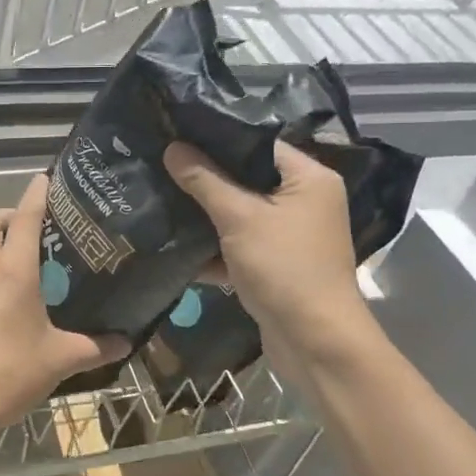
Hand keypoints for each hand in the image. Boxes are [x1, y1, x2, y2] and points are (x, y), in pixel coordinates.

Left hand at [0, 175, 126, 459]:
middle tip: (35, 230)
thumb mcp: (57, 361)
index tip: (46, 179)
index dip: (36, 194)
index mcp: (12, 270)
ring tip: (17, 260)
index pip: (24, 217)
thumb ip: (94, 348)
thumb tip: (126, 342)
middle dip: (9, 215)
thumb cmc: (5, 375)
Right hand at [163, 140, 377, 379]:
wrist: (315, 343)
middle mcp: (305, 202)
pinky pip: (239, 246)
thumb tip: (172, 148)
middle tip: (162, 164)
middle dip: (205, 178)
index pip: (259, 144)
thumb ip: (205, 181)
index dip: (218, 138)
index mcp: (309, 179)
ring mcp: (291, 236)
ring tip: (161, 198)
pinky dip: (214, 249)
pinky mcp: (276, 266)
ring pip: (240, 214)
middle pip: (247, 179)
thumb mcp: (239, 218)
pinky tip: (175, 246)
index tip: (177, 133)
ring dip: (205, 215)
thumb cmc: (284, 268)